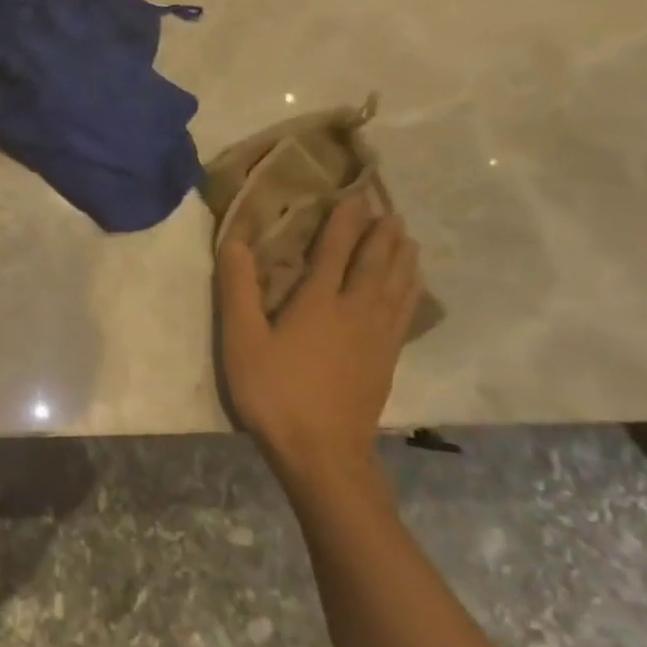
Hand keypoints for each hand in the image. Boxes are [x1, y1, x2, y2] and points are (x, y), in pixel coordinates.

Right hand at [217, 194, 421, 489]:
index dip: (344, 222)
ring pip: (396, 286)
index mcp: (318, 302)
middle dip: (380, 235)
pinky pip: (404, 313)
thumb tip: (235, 240)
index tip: (354, 196)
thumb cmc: (274, 391)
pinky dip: (410, 290)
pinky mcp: (386, 359)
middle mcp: (355, 311)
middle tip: (388, 209)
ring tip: (407, 237)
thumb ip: (238, 288)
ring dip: (401, 258)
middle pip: (374, 265)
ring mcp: (377, 337)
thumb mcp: (242, 339)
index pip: (335, 251)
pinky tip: (411, 287)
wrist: (322, 451)